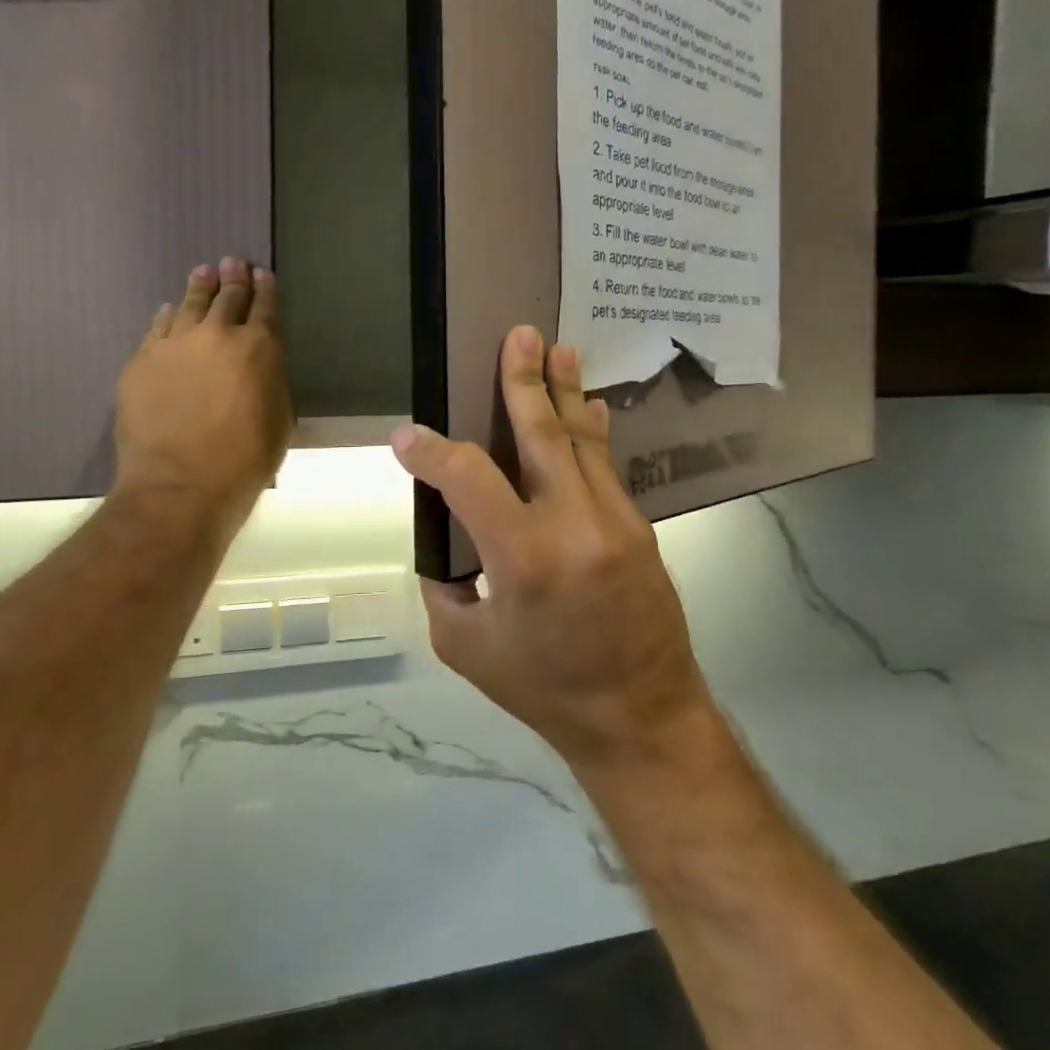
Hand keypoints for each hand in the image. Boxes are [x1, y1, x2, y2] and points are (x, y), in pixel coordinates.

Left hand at [114, 258, 292, 520]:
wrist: (182, 483)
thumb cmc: (246, 459)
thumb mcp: (280, 419)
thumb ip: (271, 382)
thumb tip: (261, 367)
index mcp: (260, 348)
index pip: (265, 306)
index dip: (265, 288)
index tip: (262, 274)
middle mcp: (218, 335)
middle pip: (227, 297)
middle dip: (232, 278)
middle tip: (231, 262)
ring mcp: (175, 344)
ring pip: (189, 305)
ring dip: (199, 288)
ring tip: (202, 273)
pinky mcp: (141, 361)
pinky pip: (157, 328)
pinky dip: (167, 316)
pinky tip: (168, 311)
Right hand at [391, 326, 715, 769]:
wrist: (642, 715)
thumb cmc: (546, 688)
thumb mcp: (468, 648)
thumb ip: (446, 585)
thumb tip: (447, 534)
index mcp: (523, 557)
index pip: (467, 477)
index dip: (432, 451)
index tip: (408, 436)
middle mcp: (572, 524)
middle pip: (542, 434)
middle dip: (524, 381)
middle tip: (519, 335)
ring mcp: (613, 520)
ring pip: (581, 441)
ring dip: (565, 392)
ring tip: (557, 349)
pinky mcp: (638, 527)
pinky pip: (607, 467)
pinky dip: (591, 434)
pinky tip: (588, 407)